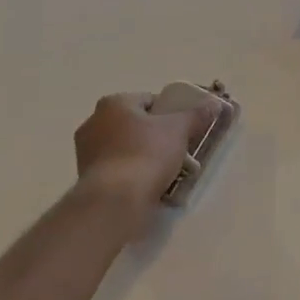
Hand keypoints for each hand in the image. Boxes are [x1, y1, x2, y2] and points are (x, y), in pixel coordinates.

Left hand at [73, 91, 221, 237]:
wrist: (116, 199)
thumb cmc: (147, 153)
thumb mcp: (180, 129)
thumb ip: (197, 114)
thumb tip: (214, 104)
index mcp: (113, 103)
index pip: (149, 100)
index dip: (170, 112)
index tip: (183, 128)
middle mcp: (93, 122)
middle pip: (135, 124)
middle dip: (155, 135)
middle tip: (176, 149)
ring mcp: (86, 151)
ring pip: (125, 147)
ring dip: (143, 155)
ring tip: (166, 171)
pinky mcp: (86, 177)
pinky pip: (116, 168)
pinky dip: (131, 173)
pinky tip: (148, 185)